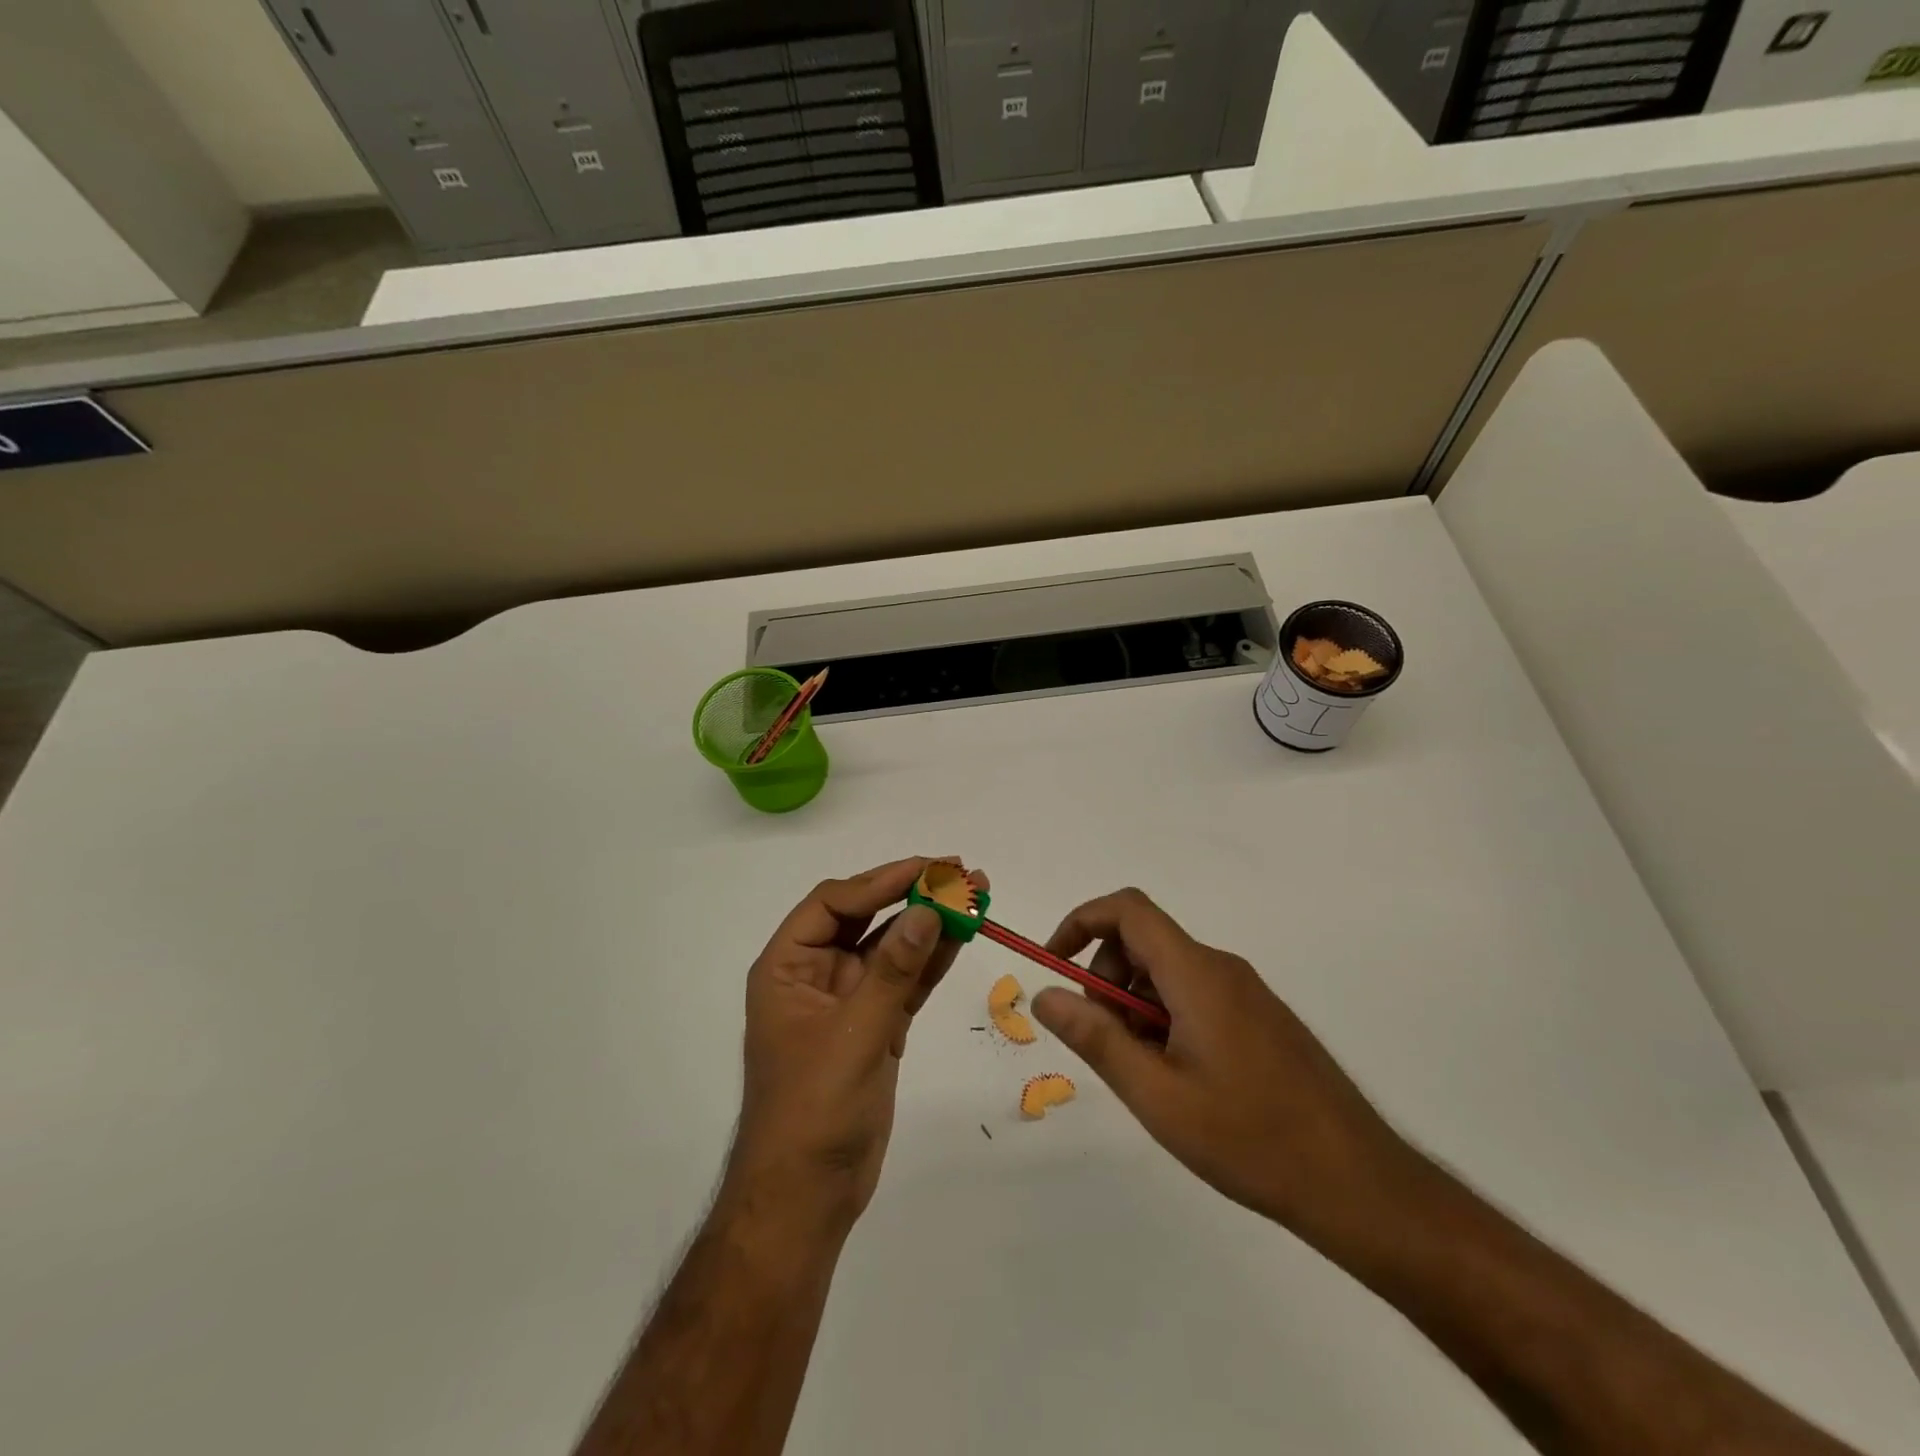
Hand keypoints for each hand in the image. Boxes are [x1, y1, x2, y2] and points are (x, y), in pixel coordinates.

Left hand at [726, 858, 979, 1235]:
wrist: (807, 1198)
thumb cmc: (813, 1112)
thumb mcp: (854, 1035)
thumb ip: (893, 971)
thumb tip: (929, 910)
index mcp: (788, 967)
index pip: (832, 904)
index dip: (879, 881)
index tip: (928, 869)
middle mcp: (816, 974)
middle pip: (864, 917)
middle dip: (910, 893)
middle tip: (959, 872)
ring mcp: (848, 1000)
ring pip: (891, 947)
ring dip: (929, 922)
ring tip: (974, 895)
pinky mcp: (876, 1025)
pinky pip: (906, 981)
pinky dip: (932, 960)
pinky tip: (962, 936)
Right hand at [1031, 888, 1414, 1245]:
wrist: (1359, 1184)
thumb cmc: (1250, 1139)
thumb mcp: (1156, 1095)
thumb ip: (1095, 1039)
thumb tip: (1046, 995)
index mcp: (1197, 973)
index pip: (1127, 910)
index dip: (1081, 921)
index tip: (1055, 965)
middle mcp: (1222, 968)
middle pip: (1144, 942)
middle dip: (1106, 980)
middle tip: (1105, 1044)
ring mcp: (1247, 993)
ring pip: (1168, 973)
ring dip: (1135, 1007)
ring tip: (1146, 1075)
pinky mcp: (1261, 1019)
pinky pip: (1196, 996)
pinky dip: (1166, 1020)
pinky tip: (1180, 1081)